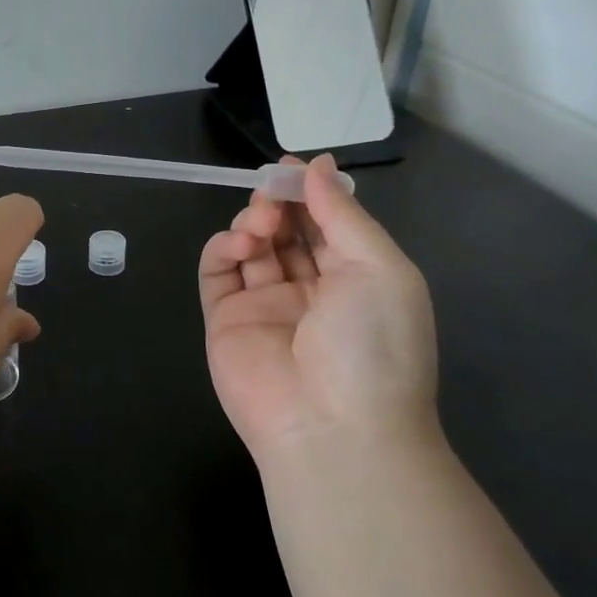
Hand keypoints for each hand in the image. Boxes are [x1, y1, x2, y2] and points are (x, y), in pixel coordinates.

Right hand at [198, 155, 437, 457]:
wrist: (333, 429)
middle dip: (278, 203)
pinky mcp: (225, 320)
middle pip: (286, 230)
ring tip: (260, 224)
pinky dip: (222, 248)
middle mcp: (309, 290)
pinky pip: (217, 273)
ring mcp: (264, 306)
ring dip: (252, 222)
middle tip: (271, 192)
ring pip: (251, 246)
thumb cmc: (372, 344)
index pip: (326, 224)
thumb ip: (342, 215)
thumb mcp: (379, 268)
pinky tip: (239, 242)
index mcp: (355, 279)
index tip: (291, 167)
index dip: (309, 193)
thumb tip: (318, 166)